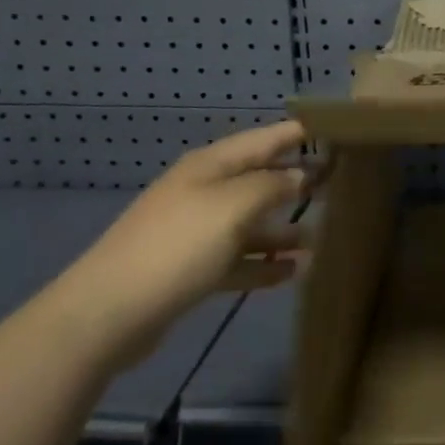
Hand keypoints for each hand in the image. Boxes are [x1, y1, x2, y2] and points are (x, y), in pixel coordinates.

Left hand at [52, 121, 312, 369]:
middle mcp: (203, 191)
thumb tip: (302, 174)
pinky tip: (293, 272)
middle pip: (258, 179)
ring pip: (249, 222)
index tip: (334, 131)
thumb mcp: (234, 206)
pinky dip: (264, 263)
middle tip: (338, 184)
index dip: (296, 133)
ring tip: (320, 236)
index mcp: (210, 166)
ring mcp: (194, 231)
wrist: (106, 313)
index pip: (263, 139)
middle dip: (295, 181)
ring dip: (283, 228)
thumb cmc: (177, 246)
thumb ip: (273, 185)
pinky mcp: (190, 269)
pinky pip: (237, 258)